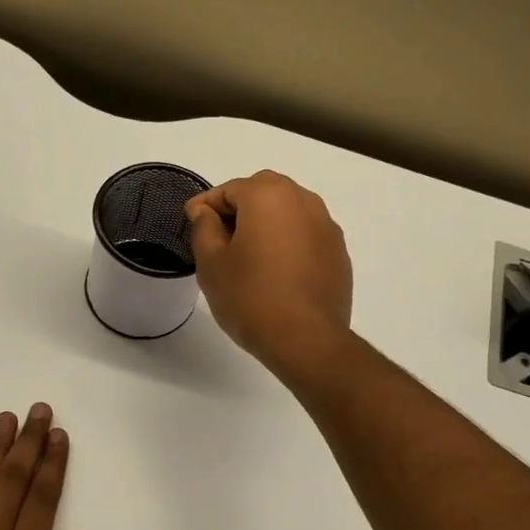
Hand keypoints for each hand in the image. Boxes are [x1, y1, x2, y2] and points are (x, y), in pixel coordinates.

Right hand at [186, 170, 352, 376]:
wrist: (306, 340)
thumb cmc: (250, 297)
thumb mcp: (211, 262)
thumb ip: (204, 227)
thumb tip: (205, 211)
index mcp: (268, 195)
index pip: (228, 189)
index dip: (205, 206)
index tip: (191, 224)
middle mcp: (303, 200)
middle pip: (262, 193)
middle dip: (238, 209)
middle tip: (218, 239)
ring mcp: (326, 226)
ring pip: (288, 212)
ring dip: (266, 224)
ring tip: (248, 256)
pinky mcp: (338, 252)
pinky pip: (306, 235)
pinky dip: (288, 243)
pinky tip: (276, 272)